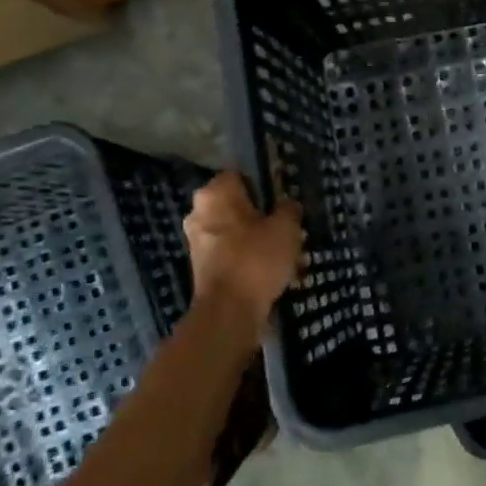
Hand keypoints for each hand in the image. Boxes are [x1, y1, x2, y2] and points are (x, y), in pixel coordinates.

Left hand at [183, 173, 302, 320]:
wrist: (229, 311)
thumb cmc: (256, 259)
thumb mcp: (287, 228)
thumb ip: (288, 209)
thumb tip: (286, 204)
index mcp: (215, 193)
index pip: (241, 175)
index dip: (265, 184)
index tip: (284, 197)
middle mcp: (198, 211)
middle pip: (237, 203)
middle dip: (260, 213)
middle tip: (287, 224)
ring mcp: (197, 240)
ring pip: (235, 229)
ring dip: (256, 236)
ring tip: (284, 250)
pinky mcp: (201, 265)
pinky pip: (230, 251)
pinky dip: (248, 256)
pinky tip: (271, 268)